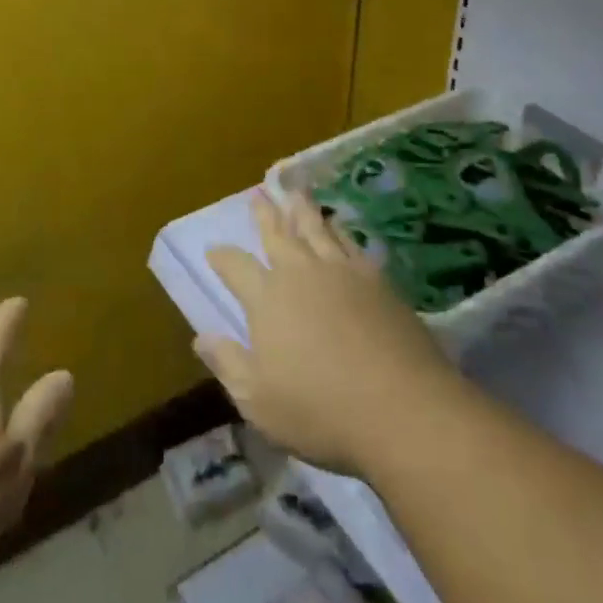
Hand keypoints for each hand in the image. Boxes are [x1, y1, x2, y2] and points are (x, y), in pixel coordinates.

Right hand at [196, 190, 454, 475]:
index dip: (222, 257)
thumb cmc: (321, 411)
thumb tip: (200, 337)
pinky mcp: (375, 279)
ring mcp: (340, 271)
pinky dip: (339, 229)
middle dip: (265, 214)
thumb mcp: (258, 400)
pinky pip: (350, 242)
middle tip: (259, 194)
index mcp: (267, 298)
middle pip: (278, 234)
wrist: (402, 408)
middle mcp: (300, 273)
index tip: (214, 250)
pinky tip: (338, 226)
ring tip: (296, 192)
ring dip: (302, 209)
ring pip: (315, 228)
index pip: (236, 267)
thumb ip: (228, 364)